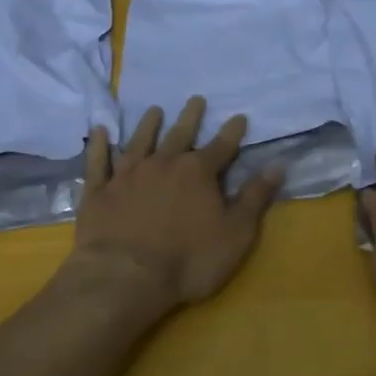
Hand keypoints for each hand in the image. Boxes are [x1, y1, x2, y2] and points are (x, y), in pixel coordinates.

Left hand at [67, 97, 282, 311]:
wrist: (124, 277)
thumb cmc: (188, 260)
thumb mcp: (235, 234)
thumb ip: (254, 198)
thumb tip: (277, 165)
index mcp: (198, 172)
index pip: (221, 146)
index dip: (232, 132)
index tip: (239, 116)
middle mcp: (164, 163)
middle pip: (180, 134)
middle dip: (191, 116)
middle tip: (196, 98)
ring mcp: (128, 174)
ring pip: (140, 140)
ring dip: (148, 124)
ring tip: (154, 110)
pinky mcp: (99, 191)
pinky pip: (99, 162)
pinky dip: (99, 145)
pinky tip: (99, 131)